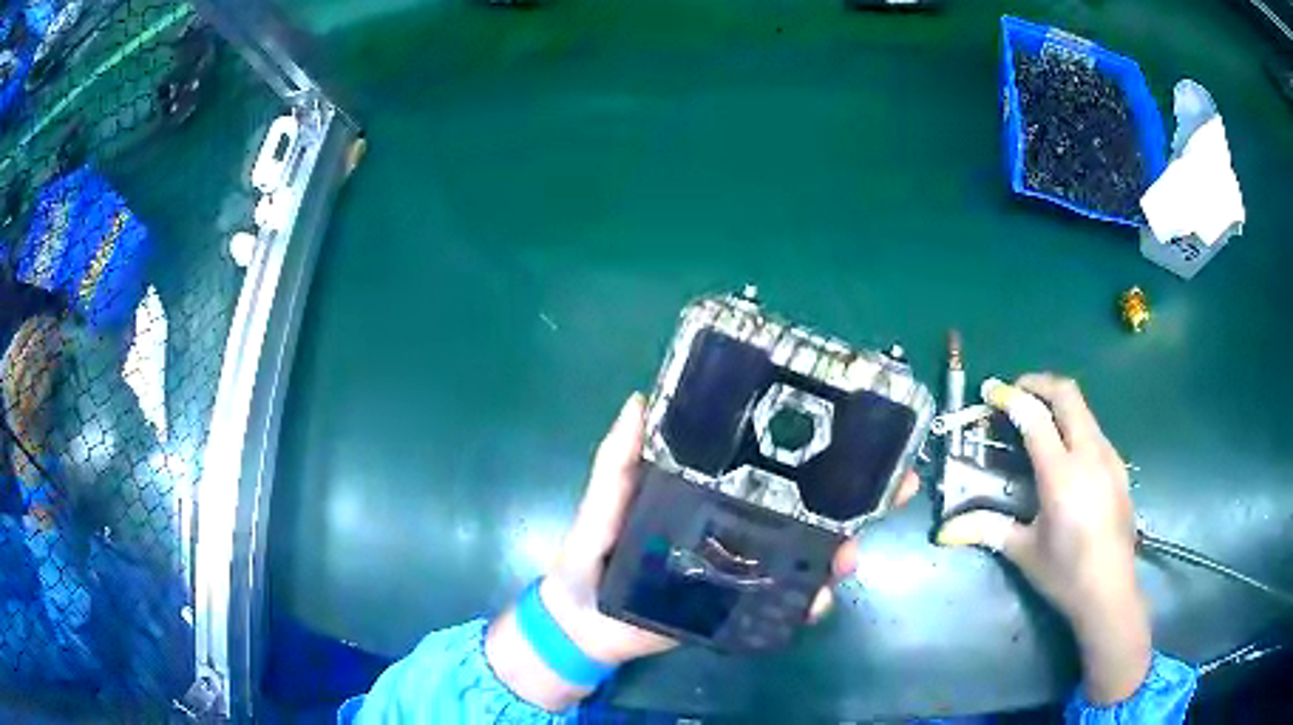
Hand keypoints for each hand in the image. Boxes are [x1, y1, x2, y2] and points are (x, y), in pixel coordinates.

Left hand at [487, 393, 919, 710]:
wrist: (584, 624)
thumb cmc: (590, 555)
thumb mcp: (603, 501)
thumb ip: (617, 461)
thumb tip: (639, 399)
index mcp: (712, 490)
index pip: (773, 463)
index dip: (817, 449)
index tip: (863, 432)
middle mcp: (739, 524)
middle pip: (809, 508)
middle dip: (857, 499)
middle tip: (894, 491)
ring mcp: (745, 567)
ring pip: (808, 554)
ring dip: (841, 552)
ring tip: (850, 557)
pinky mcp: (741, 606)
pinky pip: (785, 602)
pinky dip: (809, 601)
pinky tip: (819, 601)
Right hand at [936, 374, 1150, 704]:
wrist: (1111, 592)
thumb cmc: (1065, 575)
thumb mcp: (1024, 553)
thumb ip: (987, 529)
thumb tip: (944, 532)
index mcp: (1062, 477)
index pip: (1036, 418)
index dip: (1011, 398)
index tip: (991, 392)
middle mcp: (1090, 455)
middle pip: (1067, 395)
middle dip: (1038, 383)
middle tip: (1015, 392)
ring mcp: (1110, 457)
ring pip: (1084, 409)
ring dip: (1058, 402)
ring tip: (1037, 420)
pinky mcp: (1119, 466)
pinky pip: (1094, 429)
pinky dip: (1074, 423)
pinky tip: (1064, 452)